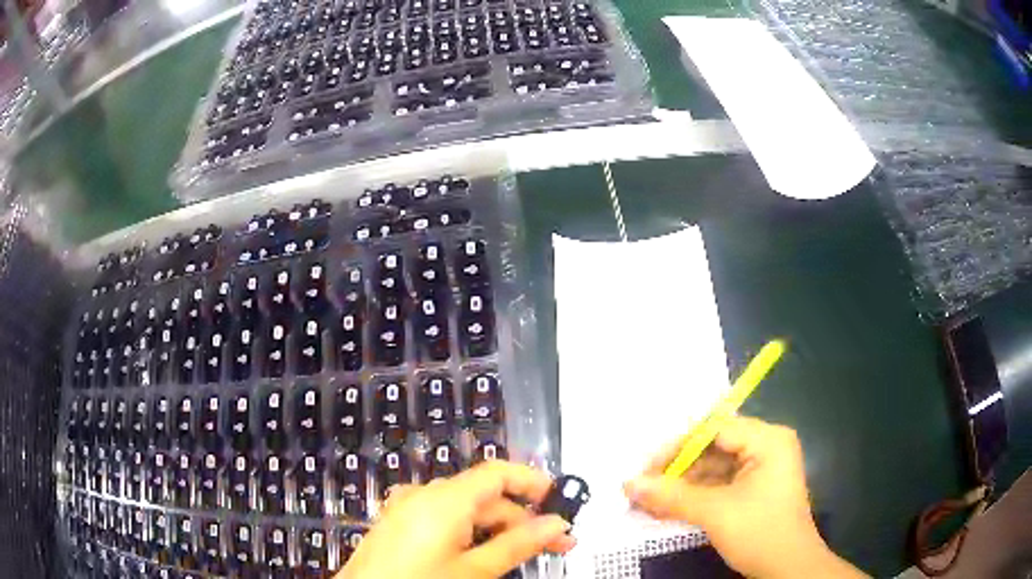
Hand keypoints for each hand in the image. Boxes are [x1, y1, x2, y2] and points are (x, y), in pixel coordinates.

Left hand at [339, 460, 575, 578]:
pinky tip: (484, 553)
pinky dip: (471, 531)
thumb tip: (556, 525)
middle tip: (554, 544)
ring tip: (523, 553)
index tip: (562, 501)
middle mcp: (424, 494)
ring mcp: (408, 507)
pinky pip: (444, 518)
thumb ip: (518, 544)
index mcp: (443, 498)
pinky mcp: (399, 523)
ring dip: (498, 527)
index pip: (498, 472)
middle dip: (522, 517)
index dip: (533, 482)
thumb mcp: (475, 570)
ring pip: (466, 508)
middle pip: (484, 494)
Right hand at [623, 416, 866, 578]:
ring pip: (712, 468)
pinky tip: (667, 507)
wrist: (788, 569)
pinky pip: (719, 484)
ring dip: (681, 485)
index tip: (646, 467)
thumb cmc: (760, 532)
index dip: (678, 446)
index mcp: (767, 440)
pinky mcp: (754, 489)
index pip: (715, 429)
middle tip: (643, 486)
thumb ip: (672, 495)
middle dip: (677, 469)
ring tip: (648, 501)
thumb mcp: (714, 513)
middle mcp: (766, 446)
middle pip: (712, 447)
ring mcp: (761, 468)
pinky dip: (694, 495)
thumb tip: (628, 484)